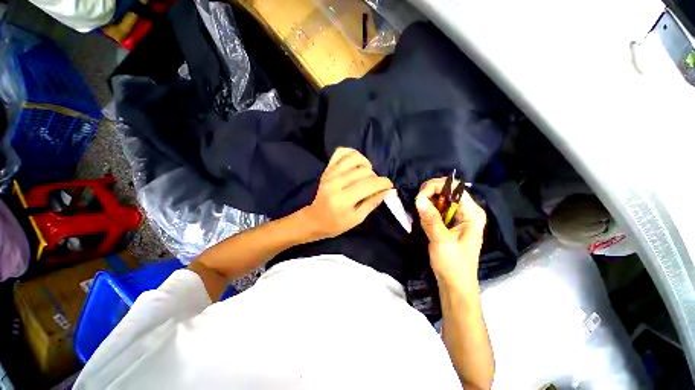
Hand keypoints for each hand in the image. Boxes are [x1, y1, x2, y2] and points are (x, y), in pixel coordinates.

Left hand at [301, 147, 392, 239]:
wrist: (315, 219)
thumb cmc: (336, 224)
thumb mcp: (357, 218)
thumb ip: (372, 202)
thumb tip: (387, 190)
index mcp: (343, 199)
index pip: (369, 184)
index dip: (384, 183)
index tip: (389, 186)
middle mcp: (336, 183)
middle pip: (364, 171)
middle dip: (375, 177)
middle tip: (374, 186)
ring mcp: (330, 173)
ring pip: (355, 157)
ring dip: (365, 164)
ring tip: (365, 174)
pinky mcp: (327, 169)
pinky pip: (341, 152)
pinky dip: (351, 154)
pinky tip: (356, 164)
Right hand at [415, 177, 486, 286]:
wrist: (455, 284)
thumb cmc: (453, 264)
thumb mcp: (441, 241)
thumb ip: (431, 218)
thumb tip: (419, 198)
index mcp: (472, 213)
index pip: (454, 188)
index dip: (436, 187)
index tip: (419, 197)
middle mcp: (467, 211)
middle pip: (448, 190)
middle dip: (430, 193)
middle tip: (417, 202)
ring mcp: (458, 216)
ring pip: (441, 199)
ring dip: (428, 202)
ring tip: (421, 213)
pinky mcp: (450, 222)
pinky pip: (437, 209)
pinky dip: (428, 210)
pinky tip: (424, 220)